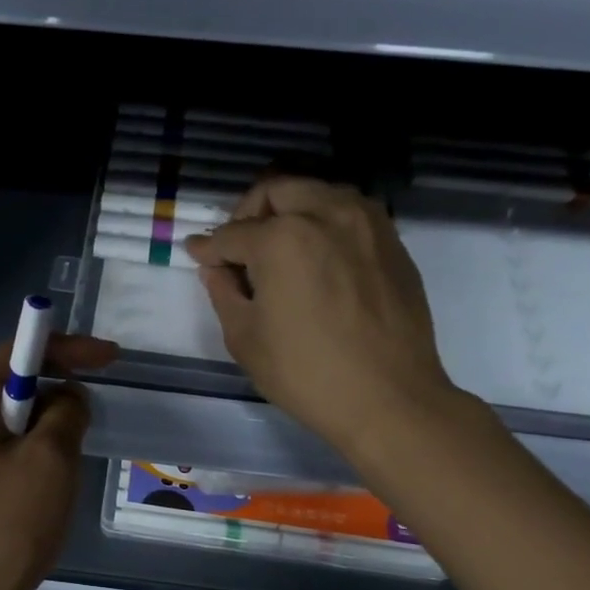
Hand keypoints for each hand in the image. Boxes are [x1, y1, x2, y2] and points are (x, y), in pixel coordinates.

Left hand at [0, 334, 117, 589]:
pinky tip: (29, 490)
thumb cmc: (1, 531)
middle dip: (51, 397)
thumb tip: (65, 395)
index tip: (111, 359)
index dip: (69, 349)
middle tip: (86, 424)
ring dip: (35, 430)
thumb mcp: (50, 464)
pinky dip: (14, 453)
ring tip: (60, 469)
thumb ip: (66, 411)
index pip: (17, 351)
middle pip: (5, 384)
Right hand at [184, 178, 458, 462]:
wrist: (390, 399)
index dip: (208, 248)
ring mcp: (366, 224)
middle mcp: (325, 215)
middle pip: (276, 190)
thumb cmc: (306, 373)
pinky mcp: (392, 242)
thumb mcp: (245, 338)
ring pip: (318, 192)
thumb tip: (215, 267)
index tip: (197, 255)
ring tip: (280, 246)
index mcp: (282, 239)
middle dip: (249, 212)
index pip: (232, 234)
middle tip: (239, 246)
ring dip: (291, 208)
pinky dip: (325, 221)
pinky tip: (318, 256)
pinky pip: (350, 212)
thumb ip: (223, 291)